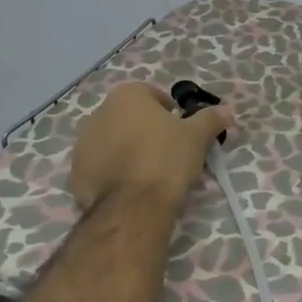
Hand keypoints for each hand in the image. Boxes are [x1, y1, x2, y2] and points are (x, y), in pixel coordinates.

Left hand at [68, 83, 232, 212]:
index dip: (169, 112)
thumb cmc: (167, 159)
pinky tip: (132, 189)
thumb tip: (226, 109)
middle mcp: (99, 114)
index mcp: (127, 97)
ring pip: (113, 142)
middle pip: (129, 118)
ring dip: (128, 151)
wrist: (133, 207)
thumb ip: (210, 119)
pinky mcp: (75, 173)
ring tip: (150, 174)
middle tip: (168, 153)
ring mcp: (83, 144)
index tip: (181, 130)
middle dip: (146, 131)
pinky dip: (114, 173)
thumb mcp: (197, 137)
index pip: (151, 95)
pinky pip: (100, 167)